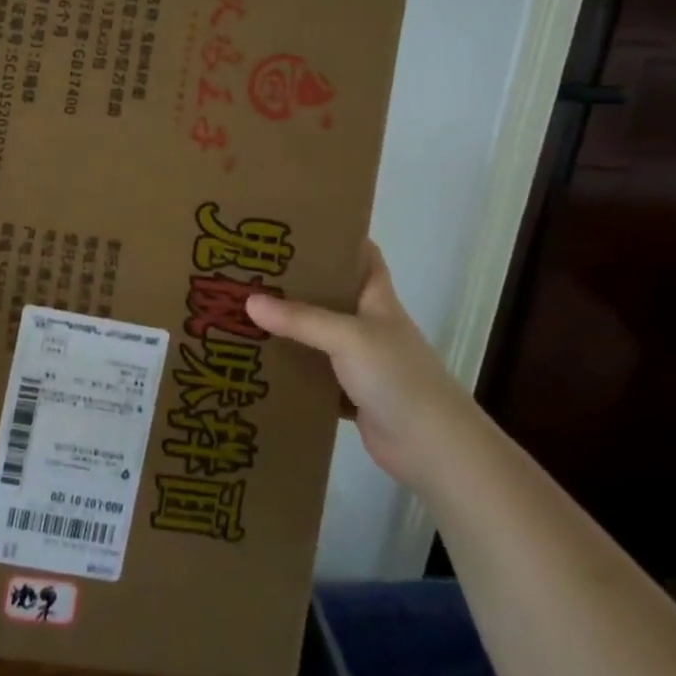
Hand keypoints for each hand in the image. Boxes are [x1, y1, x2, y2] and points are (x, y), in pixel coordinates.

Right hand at [245, 241, 482, 489]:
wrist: (434, 448)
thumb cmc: (398, 377)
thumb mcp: (348, 337)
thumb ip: (300, 319)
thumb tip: (248, 301)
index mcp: (376, 299)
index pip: (361, 255)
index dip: (334, 237)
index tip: (293, 227)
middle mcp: (368, 325)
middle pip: (329, 294)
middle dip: (293, 283)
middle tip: (249, 270)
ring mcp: (360, 361)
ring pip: (316, 336)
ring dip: (287, 328)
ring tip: (241, 312)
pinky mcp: (349, 394)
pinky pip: (312, 375)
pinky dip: (290, 370)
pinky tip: (258, 364)